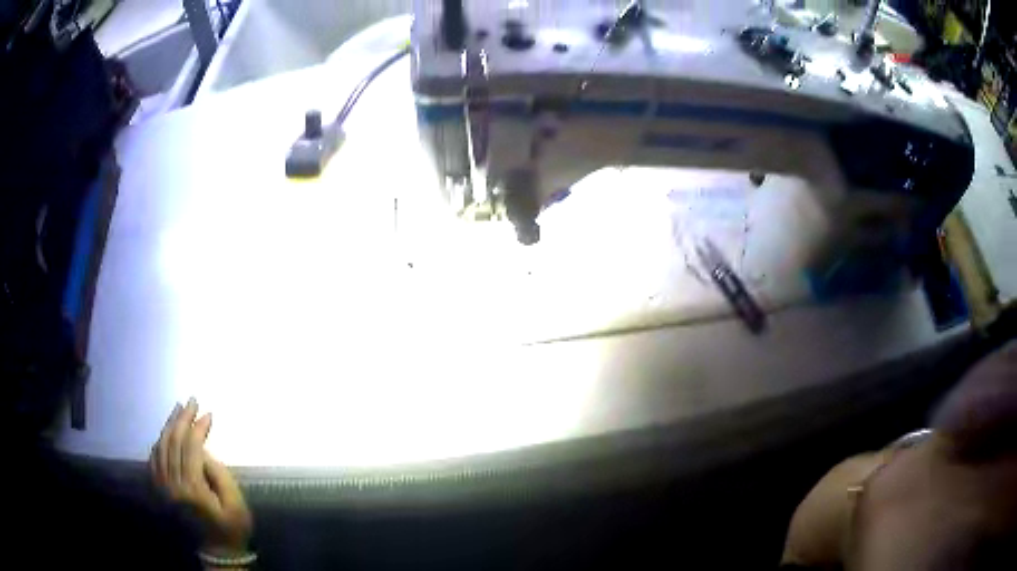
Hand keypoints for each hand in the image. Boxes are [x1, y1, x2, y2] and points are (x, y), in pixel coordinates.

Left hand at [150, 398, 252, 555]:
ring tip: (179, 409)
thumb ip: (218, 473)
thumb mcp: (234, 503)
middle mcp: (172, 483)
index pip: (191, 447)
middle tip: (192, 401)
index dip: (199, 427)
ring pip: (161, 446)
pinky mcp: (160, 489)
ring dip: (170, 426)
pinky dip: (160, 441)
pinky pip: (154, 458)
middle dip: (182, 418)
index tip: (209, 413)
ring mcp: (163, 486)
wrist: (217, 551)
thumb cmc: (231, 527)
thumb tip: (202, 449)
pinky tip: (167, 433)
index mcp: (192, 488)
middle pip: (173, 442)